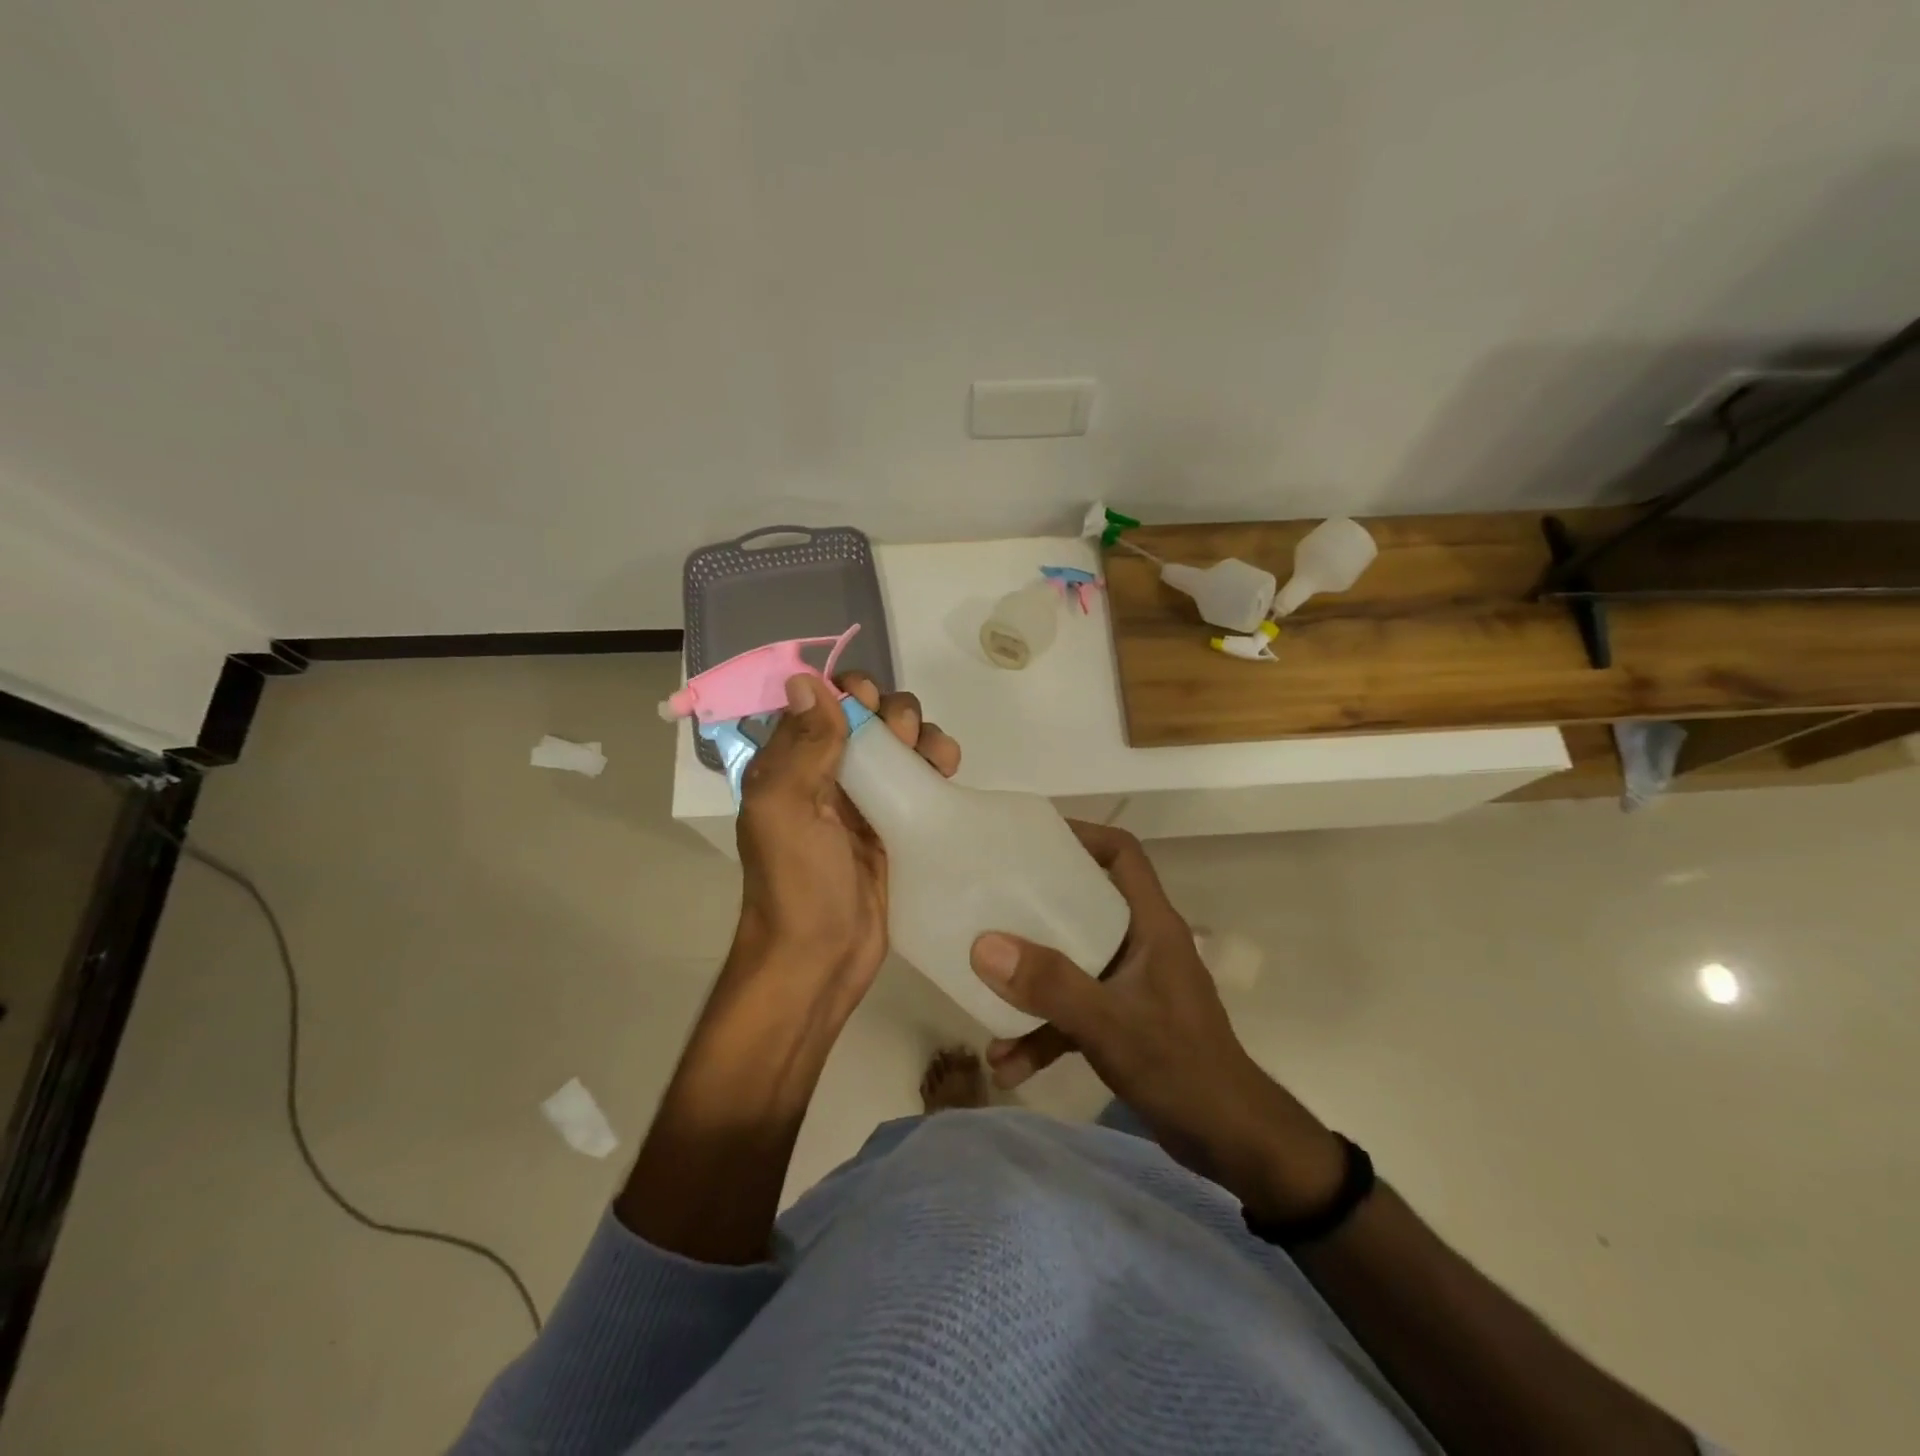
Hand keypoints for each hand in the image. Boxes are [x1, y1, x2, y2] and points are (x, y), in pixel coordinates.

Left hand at [732, 671, 959, 1008]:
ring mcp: (863, 800)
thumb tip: (803, 679)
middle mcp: (824, 774)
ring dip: (921, 734)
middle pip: (866, 718)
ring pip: (898, 744)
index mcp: (788, 764)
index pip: (819, 703)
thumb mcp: (786, 809)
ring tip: (936, 757)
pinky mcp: (896, 825)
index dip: (847, 691)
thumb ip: (801, 745)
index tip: (868, 702)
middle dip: (891, 713)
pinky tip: (948, 771)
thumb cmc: (798, 883)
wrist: (821, 960)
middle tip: (904, 737)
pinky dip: (935, 763)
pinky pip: (919, 779)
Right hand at [969, 821, 1343, 1218]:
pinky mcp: (1123, 1022)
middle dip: (1035, 909)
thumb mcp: (1109, 1023)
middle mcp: (1141, 946)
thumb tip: (984, 944)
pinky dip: (1043, 1032)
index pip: (1123, 855)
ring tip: (982, 1000)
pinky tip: (1008, 1066)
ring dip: (1031, 987)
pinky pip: (1074, 1012)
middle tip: (990, 904)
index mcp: (1152, 926)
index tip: (1031, 839)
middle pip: (1084, 905)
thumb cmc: (1181, 1067)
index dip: (1082, 835)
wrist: (1232, 1143)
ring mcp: (1131, 986)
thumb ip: (1050, 984)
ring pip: (1072, 965)